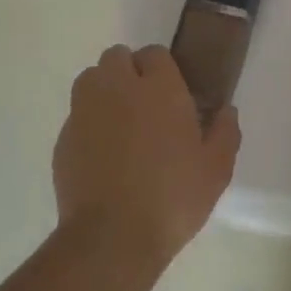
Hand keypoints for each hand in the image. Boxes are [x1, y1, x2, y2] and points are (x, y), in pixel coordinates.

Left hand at [53, 44, 240, 264]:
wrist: (113, 236)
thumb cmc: (173, 197)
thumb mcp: (216, 169)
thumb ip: (225, 132)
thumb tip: (226, 110)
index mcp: (160, 88)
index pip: (156, 54)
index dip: (164, 70)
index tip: (173, 94)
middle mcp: (118, 88)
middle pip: (117, 57)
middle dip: (130, 71)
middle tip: (146, 104)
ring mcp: (85, 111)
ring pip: (91, 79)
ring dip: (105, 89)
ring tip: (120, 122)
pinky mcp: (64, 137)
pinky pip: (77, 114)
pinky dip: (89, 123)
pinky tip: (103, 153)